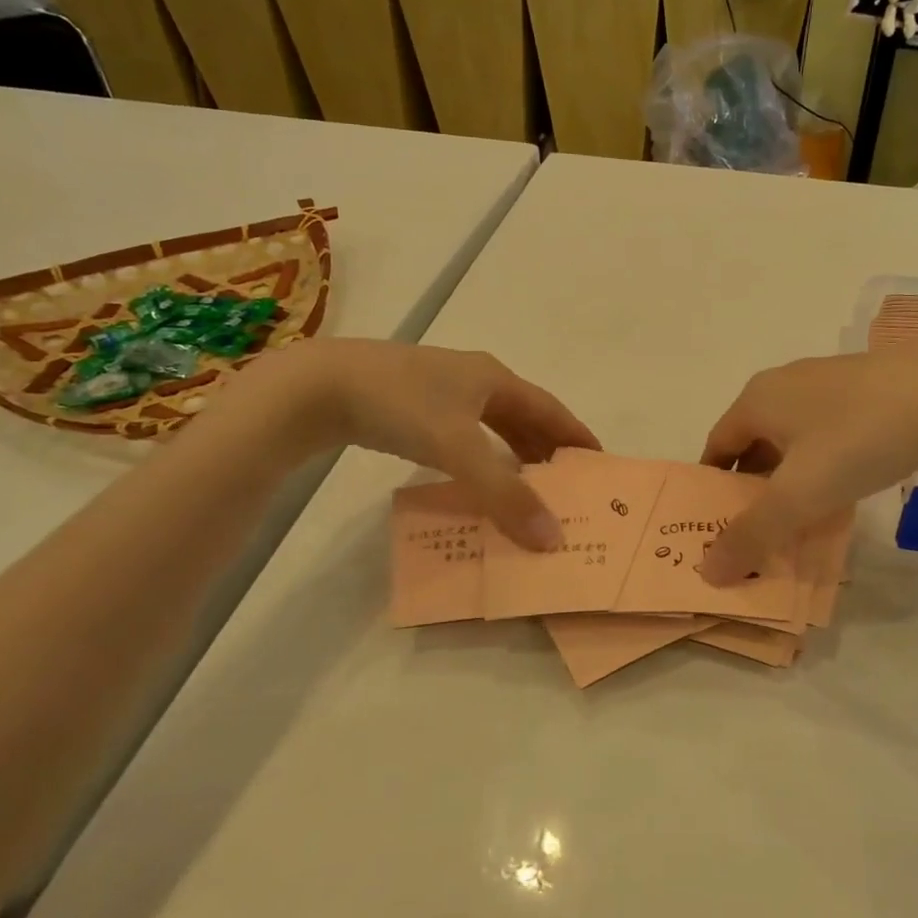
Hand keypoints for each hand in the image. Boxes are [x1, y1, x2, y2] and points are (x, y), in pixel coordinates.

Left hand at [237, 339, 599, 548]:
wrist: (317, 386)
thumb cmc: (399, 405)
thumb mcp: (457, 449)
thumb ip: (504, 495)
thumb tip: (552, 539)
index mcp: (494, 379)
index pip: (551, 410)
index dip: (577, 436)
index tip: (600, 464)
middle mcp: (474, 378)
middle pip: (525, 416)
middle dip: (548, 450)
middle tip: (568, 486)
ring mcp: (441, 389)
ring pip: (493, 424)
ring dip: (515, 454)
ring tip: (530, 487)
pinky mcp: (413, 404)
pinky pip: (466, 432)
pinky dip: (483, 456)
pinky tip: (477, 476)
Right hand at [698, 340, 917, 583]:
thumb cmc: (857, 440)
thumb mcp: (798, 496)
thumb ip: (752, 534)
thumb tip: (709, 571)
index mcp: (757, 399)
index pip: (717, 445)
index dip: (712, 486)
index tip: (718, 524)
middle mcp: (785, 383)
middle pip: (754, 441)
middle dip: (753, 486)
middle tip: (761, 528)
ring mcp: (828, 380)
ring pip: (794, 436)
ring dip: (790, 475)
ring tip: (803, 515)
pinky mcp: (867, 386)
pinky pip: (828, 430)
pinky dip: (824, 461)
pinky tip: (846, 486)